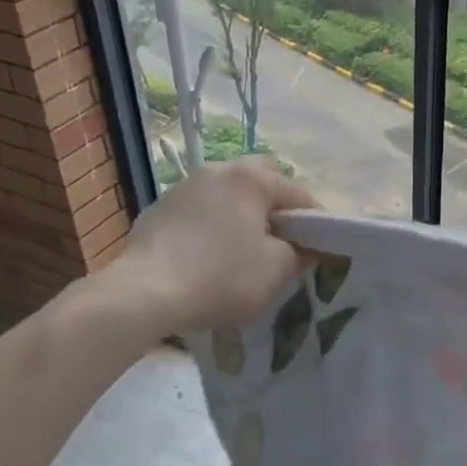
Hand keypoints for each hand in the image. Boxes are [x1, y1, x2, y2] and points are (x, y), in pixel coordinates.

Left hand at [103, 159, 315, 330]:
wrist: (143, 294)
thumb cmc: (222, 277)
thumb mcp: (277, 271)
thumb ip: (301, 253)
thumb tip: (304, 247)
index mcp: (251, 178)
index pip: (299, 194)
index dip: (317, 222)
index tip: (323, 248)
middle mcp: (218, 170)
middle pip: (260, 180)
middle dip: (275, 205)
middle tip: (282, 239)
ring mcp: (183, 187)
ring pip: (226, 194)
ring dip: (241, 214)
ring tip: (244, 249)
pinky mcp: (158, 210)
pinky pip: (199, 212)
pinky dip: (211, 227)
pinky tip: (208, 257)